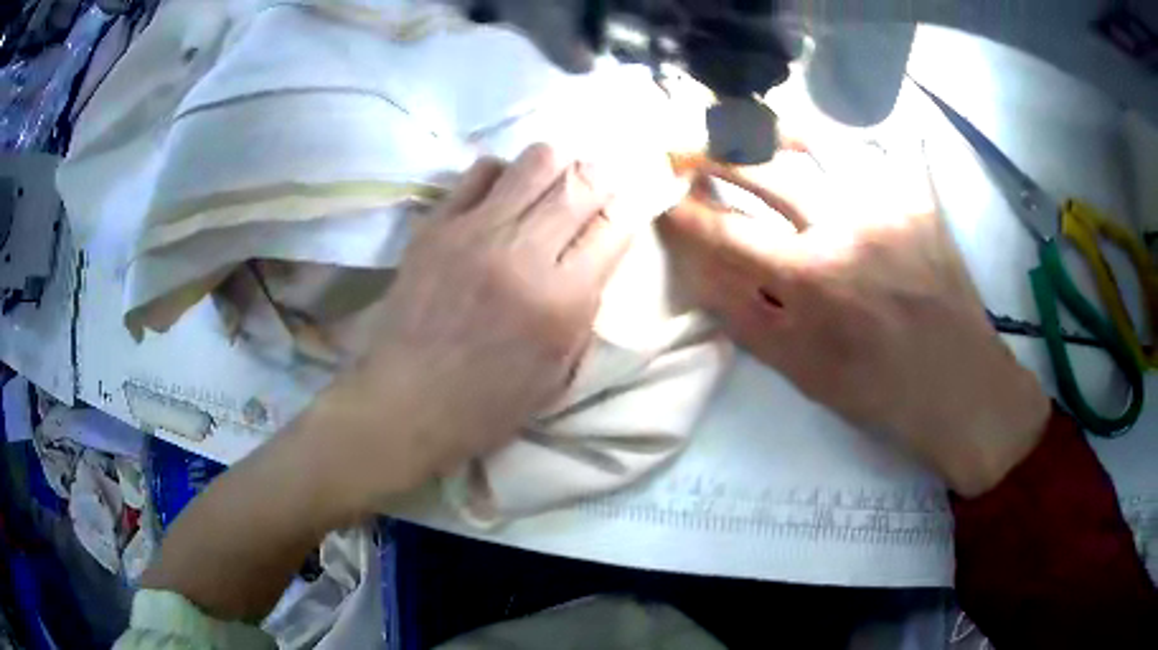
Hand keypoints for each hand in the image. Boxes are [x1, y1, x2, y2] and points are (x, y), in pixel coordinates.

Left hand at [300, 144, 633, 516]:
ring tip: (549, 190)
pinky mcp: (438, 224)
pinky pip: (481, 170)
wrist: (408, 400)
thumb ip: (586, 305)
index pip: (616, 224)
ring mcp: (476, 230)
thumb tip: (598, 250)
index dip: (628, 211)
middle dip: (600, 181)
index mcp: (562, 299)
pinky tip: (502, 197)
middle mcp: (524, 253)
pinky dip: (503, 175)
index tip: (623, 211)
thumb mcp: (560, 371)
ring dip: (556, 169)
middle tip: (592, 194)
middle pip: (582, 181)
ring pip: (537, 160)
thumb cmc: (489, 401)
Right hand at [660, 150, 1050, 496]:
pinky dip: (846, 137)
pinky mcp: (918, 199)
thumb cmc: (879, 390)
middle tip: (685, 145)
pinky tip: (825, 140)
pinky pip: (878, 148)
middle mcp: (846, 226)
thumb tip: (699, 274)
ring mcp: (887, 203)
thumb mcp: (803, 373)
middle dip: (712, 153)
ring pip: (819, 143)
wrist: (959, 386)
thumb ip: (747, 319)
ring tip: (747, 128)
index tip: (660, 197)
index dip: (685, 212)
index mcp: (813, 279)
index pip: (728, 232)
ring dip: (772, 131)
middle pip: (765, 170)